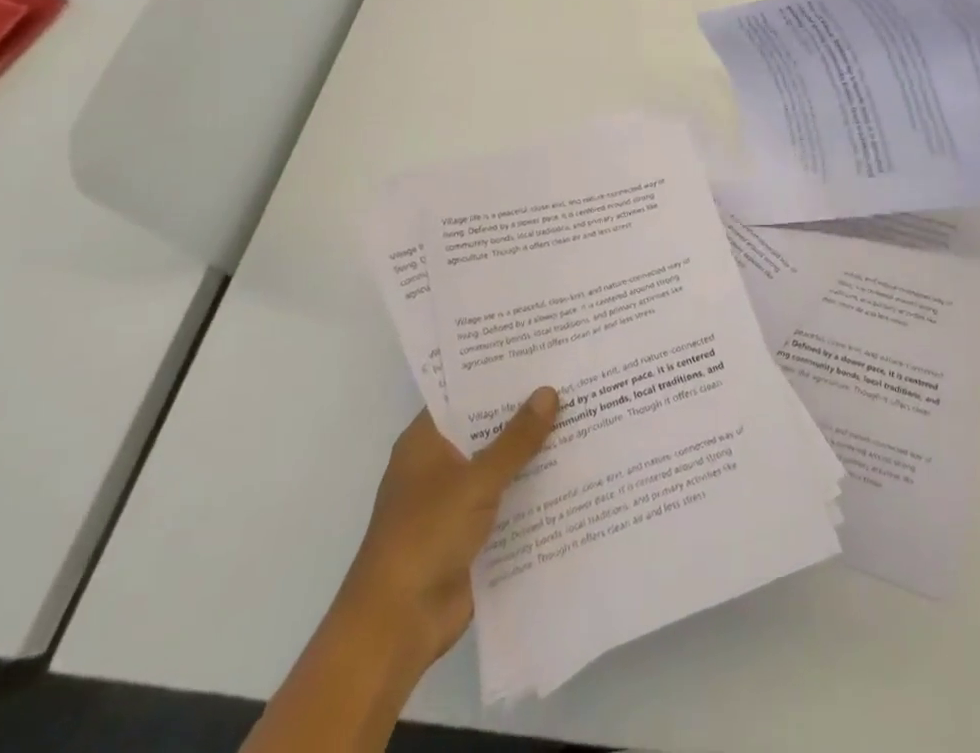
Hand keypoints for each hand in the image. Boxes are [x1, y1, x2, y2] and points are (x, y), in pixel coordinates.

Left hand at [342, 387, 558, 668]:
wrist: (396, 627)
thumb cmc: (425, 537)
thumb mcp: (476, 481)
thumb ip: (515, 440)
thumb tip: (549, 392)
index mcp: (426, 442)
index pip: (464, 393)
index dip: (498, 373)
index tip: (539, 351)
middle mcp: (439, 464)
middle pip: (487, 427)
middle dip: (525, 410)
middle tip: (572, 378)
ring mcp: (455, 500)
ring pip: (501, 464)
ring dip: (533, 451)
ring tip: (583, 416)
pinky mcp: (471, 532)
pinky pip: (508, 499)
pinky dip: (533, 488)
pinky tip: (574, 471)